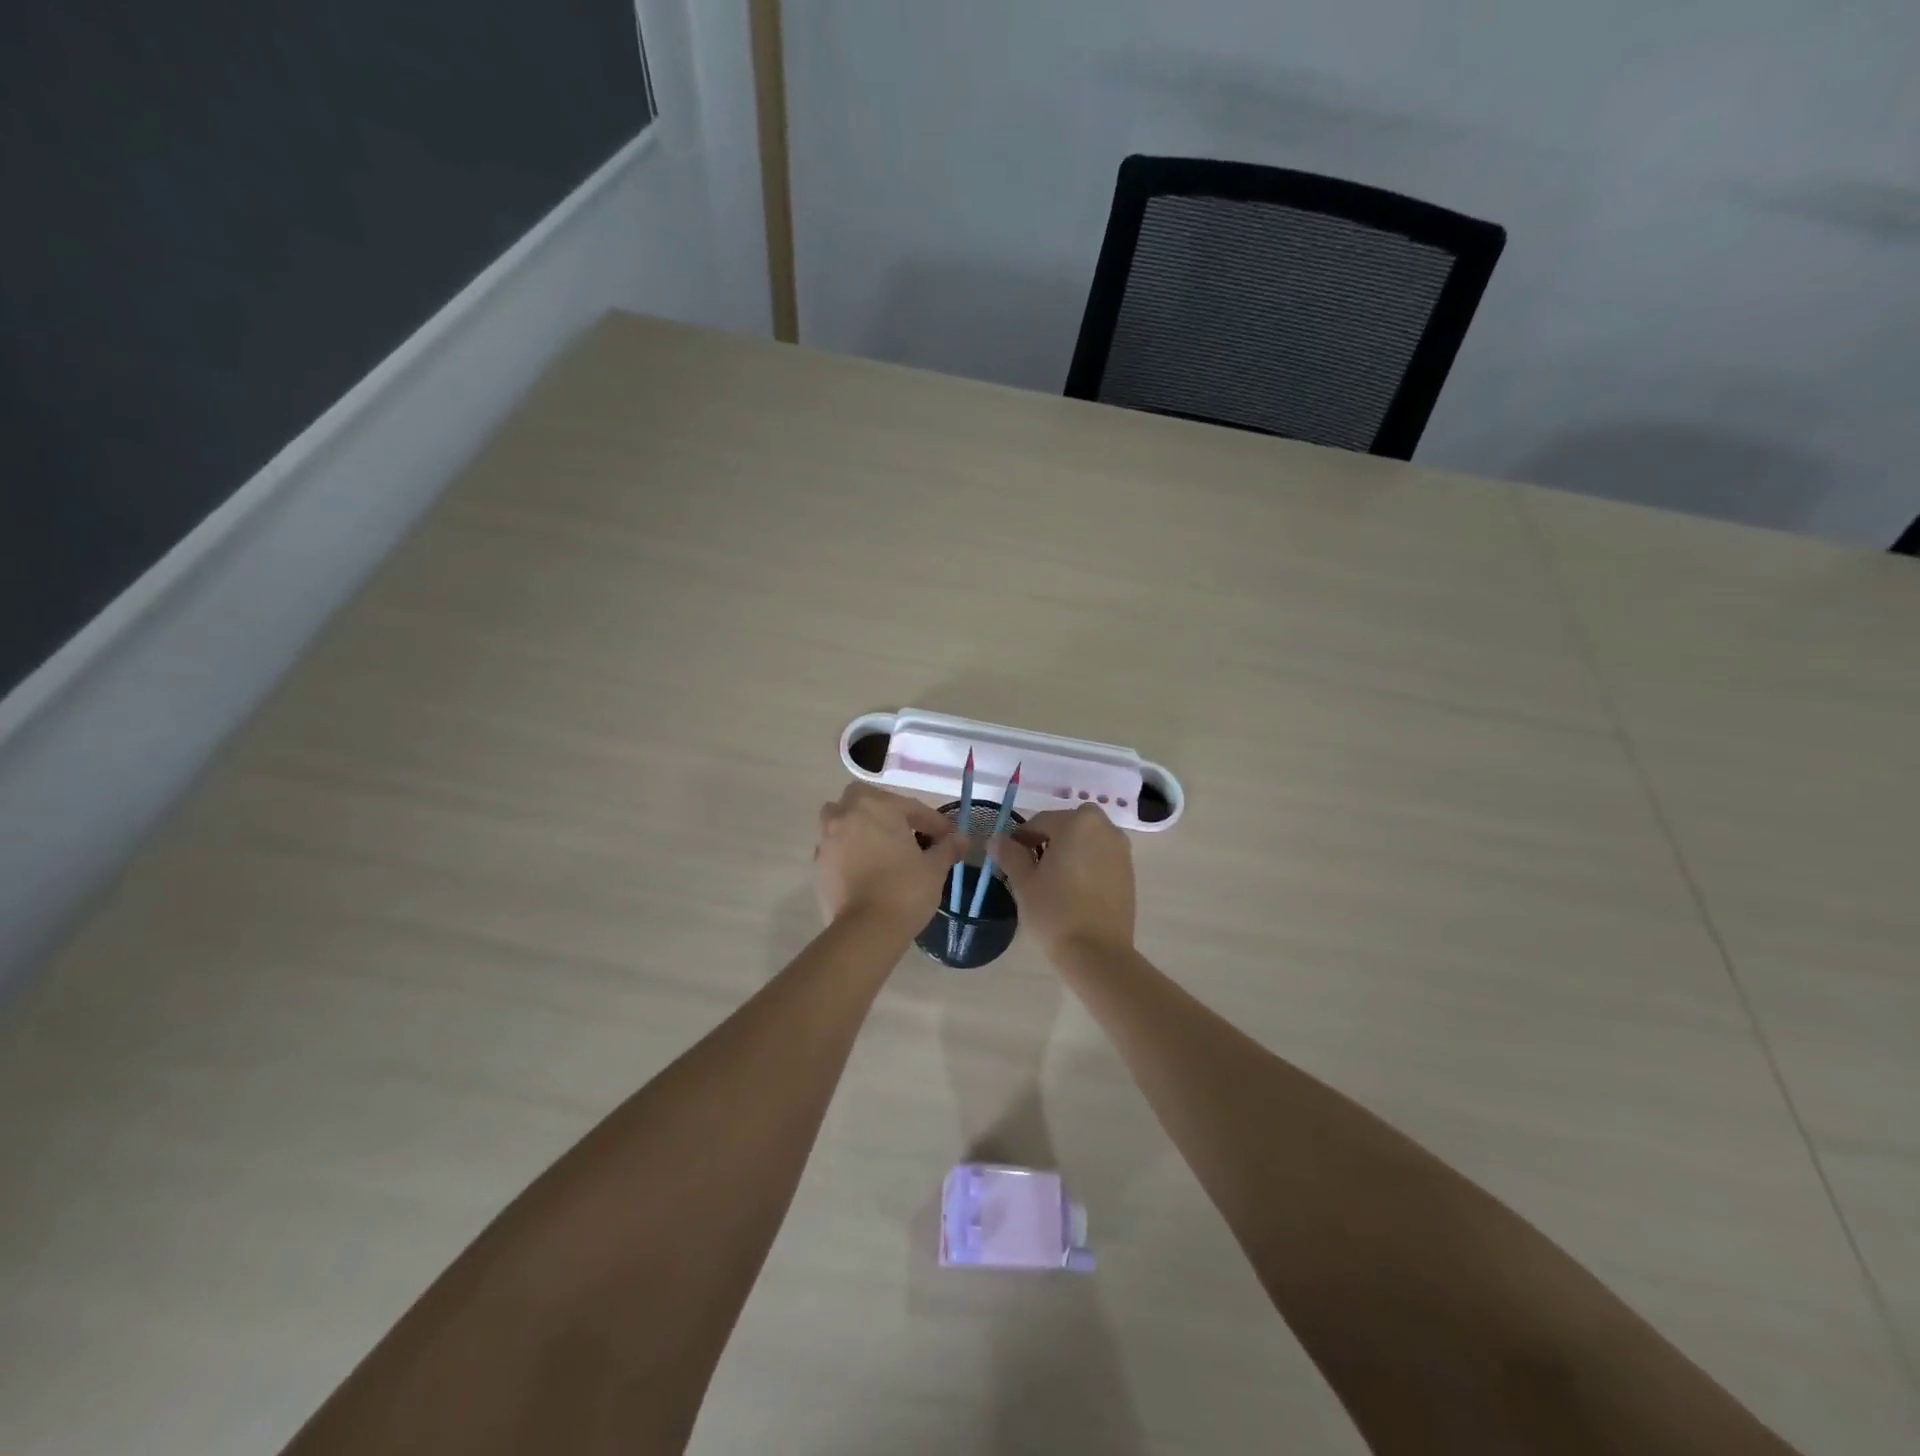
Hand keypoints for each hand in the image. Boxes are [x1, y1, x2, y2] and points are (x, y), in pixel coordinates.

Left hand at [815, 785, 961, 932]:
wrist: (866, 931)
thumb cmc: (905, 890)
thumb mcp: (935, 868)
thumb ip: (947, 847)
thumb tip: (961, 838)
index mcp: (877, 807)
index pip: (911, 807)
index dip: (933, 822)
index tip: (947, 837)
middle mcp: (847, 814)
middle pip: (864, 799)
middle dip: (884, 810)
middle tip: (905, 831)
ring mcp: (827, 838)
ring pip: (841, 818)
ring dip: (859, 825)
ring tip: (880, 846)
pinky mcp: (818, 863)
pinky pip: (835, 846)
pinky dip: (848, 849)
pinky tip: (865, 867)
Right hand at [992, 804, 1135, 956]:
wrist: (1097, 953)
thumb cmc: (1054, 911)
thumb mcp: (1023, 882)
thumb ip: (1010, 854)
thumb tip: (997, 839)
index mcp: (1078, 822)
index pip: (1040, 822)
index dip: (1021, 839)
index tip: (1009, 859)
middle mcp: (1105, 828)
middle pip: (1067, 827)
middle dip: (1047, 841)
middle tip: (1030, 869)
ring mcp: (1121, 851)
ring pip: (1086, 841)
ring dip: (1068, 852)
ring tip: (1052, 881)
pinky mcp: (1129, 873)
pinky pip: (1101, 858)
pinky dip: (1086, 865)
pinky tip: (1073, 891)